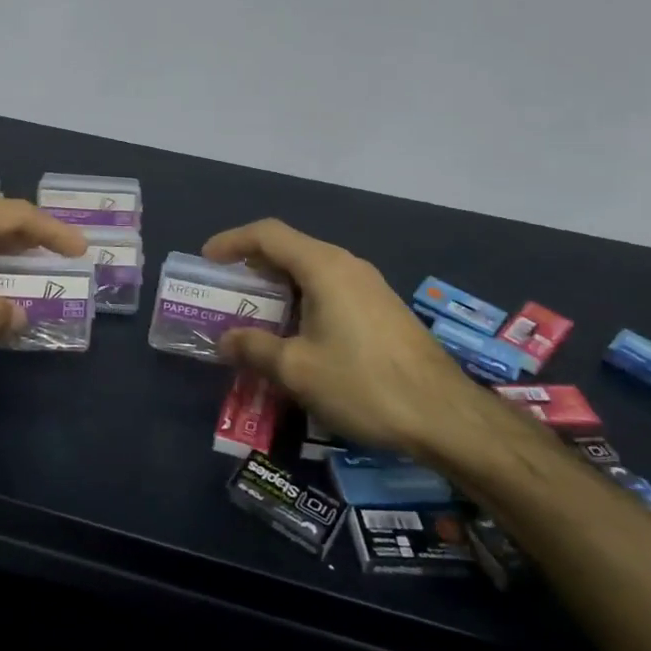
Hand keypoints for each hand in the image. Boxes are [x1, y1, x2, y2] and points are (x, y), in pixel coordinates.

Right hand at [202, 219, 510, 466]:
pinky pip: (330, 290)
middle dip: (252, 265)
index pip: (268, 234)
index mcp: (324, 267)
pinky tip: (296, 333)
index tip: (206, 260)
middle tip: (225, 290)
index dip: (232, 241)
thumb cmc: (363, 384)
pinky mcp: (381, 309)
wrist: (444, 415)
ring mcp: (369, 286)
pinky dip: (302, 300)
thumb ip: (254, 349)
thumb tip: (225, 340)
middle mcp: (347, 265)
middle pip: (290, 249)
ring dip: (278, 286)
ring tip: (254, 313)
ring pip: (311, 271)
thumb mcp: (297, 370)